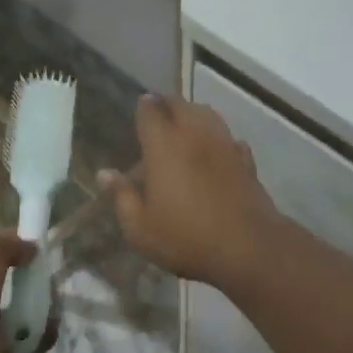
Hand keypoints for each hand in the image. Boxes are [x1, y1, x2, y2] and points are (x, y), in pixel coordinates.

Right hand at [100, 95, 284, 289]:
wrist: (247, 248)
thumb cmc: (186, 238)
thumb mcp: (140, 228)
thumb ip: (122, 197)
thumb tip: (105, 174)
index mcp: (164, 147)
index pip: (151, 111)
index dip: (144, 106)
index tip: (140, 106)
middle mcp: (195, 136)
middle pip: (182, 105)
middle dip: (168, 104)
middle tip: (159, 112)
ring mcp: (225, 146)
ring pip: (209, 115)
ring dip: (194, 114)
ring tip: (185, 125)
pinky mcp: (246, 161)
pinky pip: (229, 139)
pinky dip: (219, 139)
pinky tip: (215, 152)